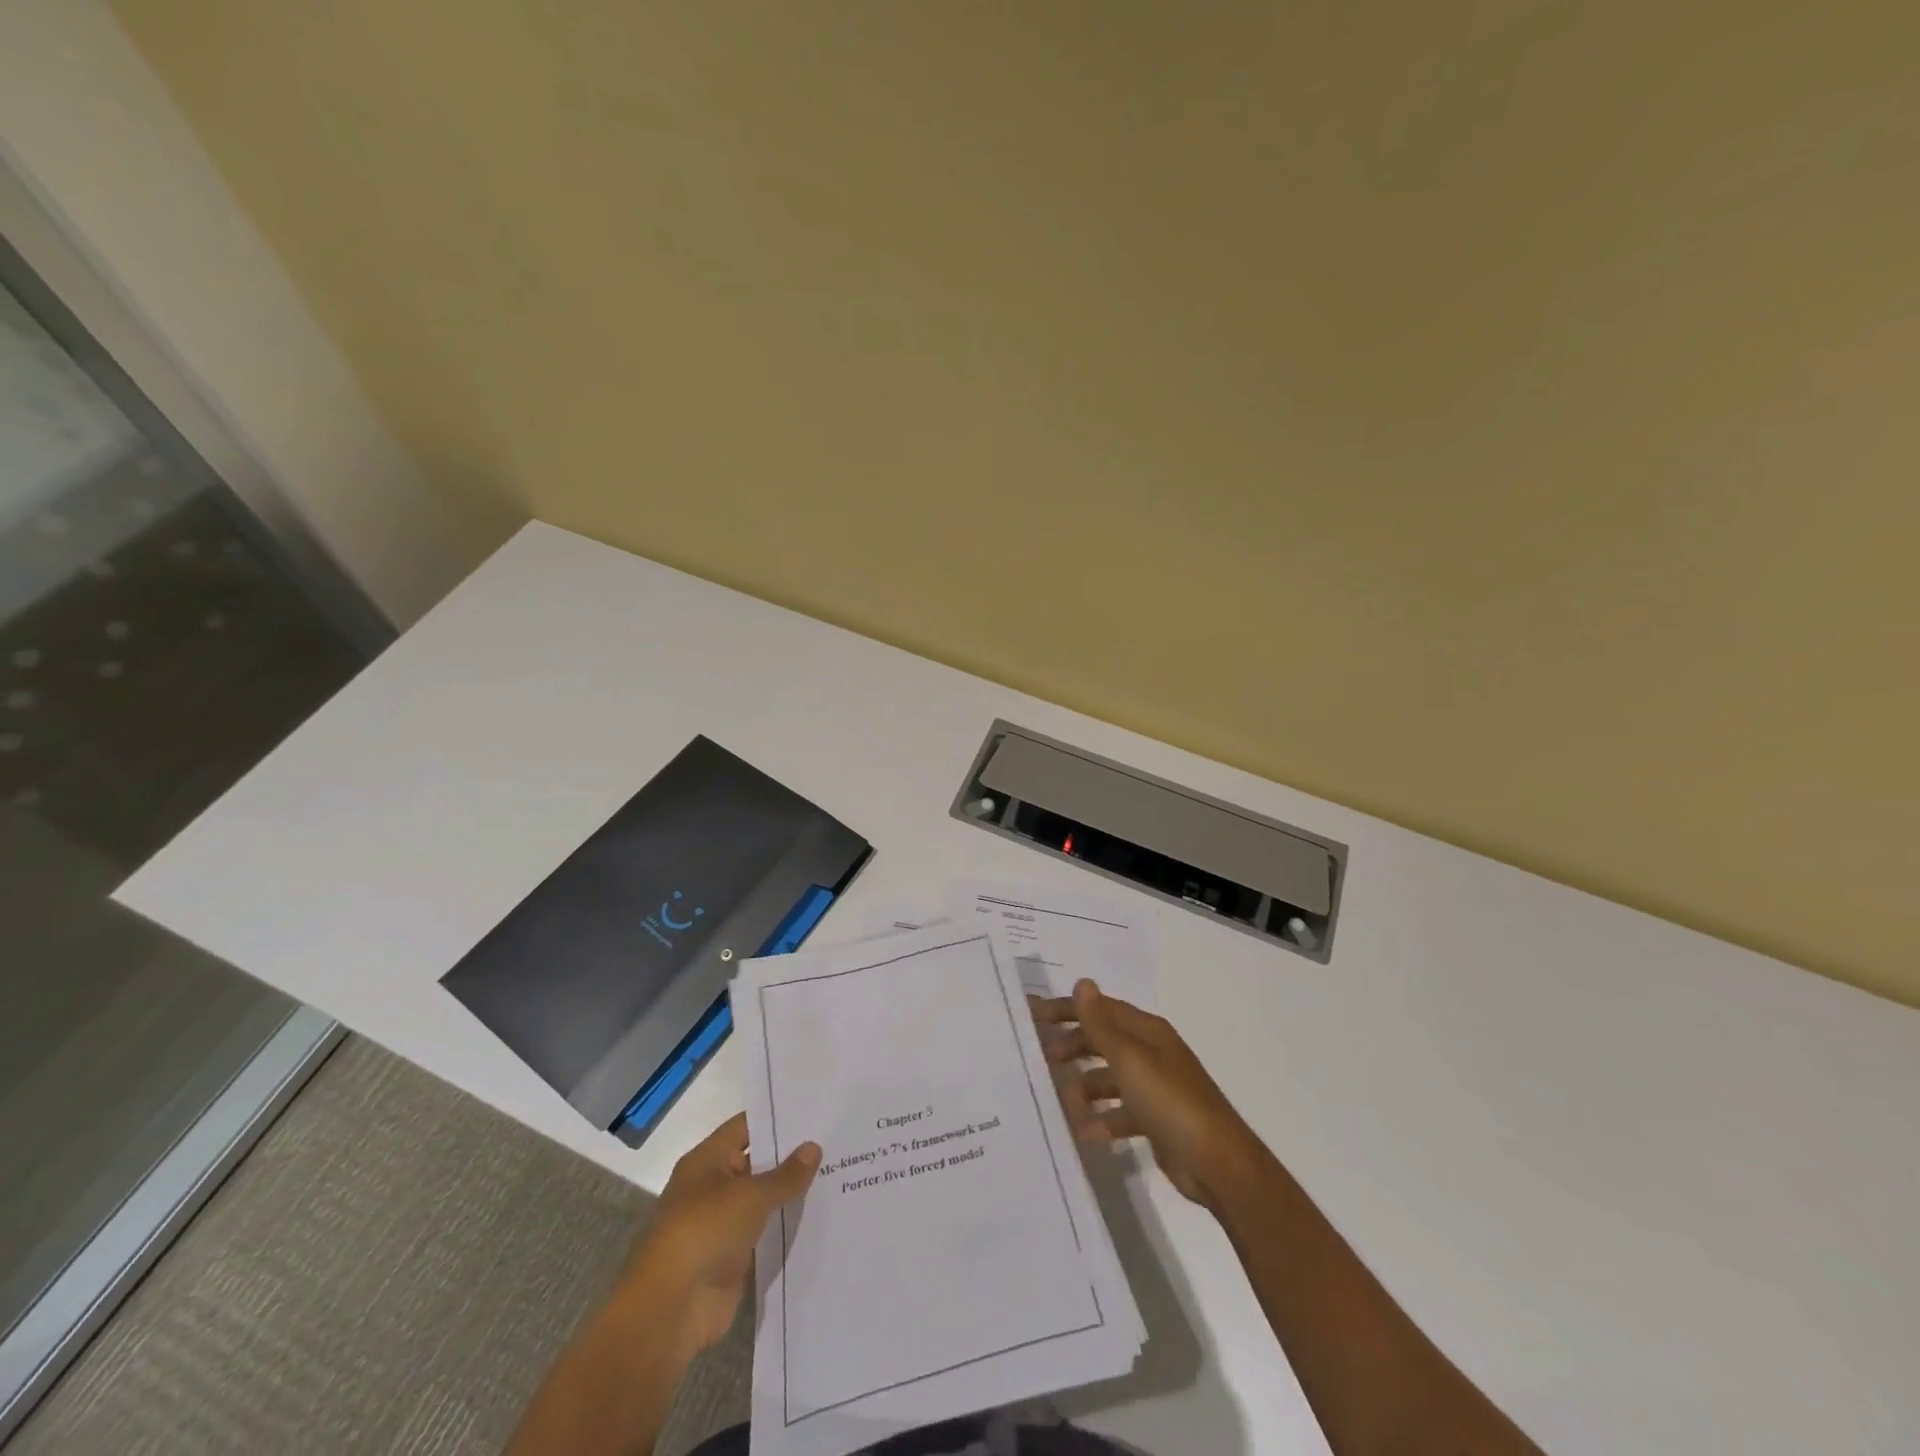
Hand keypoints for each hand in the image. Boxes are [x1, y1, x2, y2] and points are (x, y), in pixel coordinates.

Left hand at [620, 1113, 819, 1361]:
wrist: (671, 1310)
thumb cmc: (705, 1232)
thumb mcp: (750, 1196)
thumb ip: (785, 1174)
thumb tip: (813, 1147)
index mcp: (707, 1161)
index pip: (746, 1127)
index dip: (777, 1118)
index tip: (814, 1112)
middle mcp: (713, 1187)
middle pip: (757, 1163)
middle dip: (791, 1156)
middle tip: (834, 1142)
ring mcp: (722, 1224)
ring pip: (764, 1201)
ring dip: (791, 1194)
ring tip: (837, 1175)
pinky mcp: (733, 1258)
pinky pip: (766, 1235)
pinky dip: (787, 1228)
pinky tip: (822, 1217)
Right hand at [1035, 979, 1266, 1209]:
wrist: (1217, 1162)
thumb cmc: (1170, 1100)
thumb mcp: (1130, 1059)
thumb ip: (1101, 1024)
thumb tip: (1082, 983)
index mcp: (1148, 1032)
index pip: (1101, 1009)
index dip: (1068, 1009)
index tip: (1035, 1015)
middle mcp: (1152, 1054)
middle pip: (1105, 1041)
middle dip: (1074, 1045)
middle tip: (1042, 1057)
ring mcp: (1156, 1088)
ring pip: (1111, 1078)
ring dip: (1085, 1086)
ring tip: (1061, 1099)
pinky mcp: (1157, 1121)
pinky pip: (1121, 1113)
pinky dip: (1103, 1119)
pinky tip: (1084, 1132)